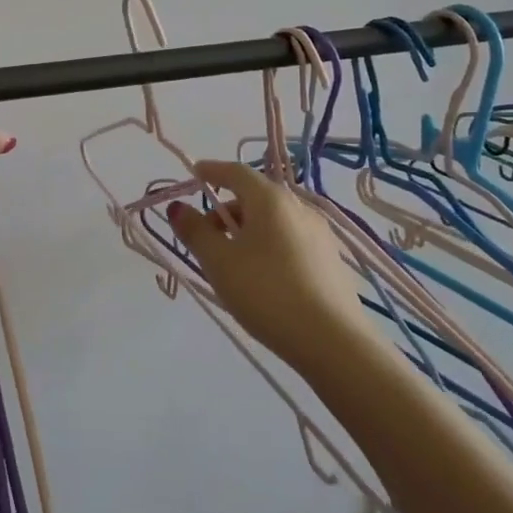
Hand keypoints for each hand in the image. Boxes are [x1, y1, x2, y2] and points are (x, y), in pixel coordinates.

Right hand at [167, 160, 371, 374]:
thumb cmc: (267, 293)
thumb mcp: (219, 263)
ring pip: (274, 220)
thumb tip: (178, 207)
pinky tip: (263, 277)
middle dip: (226, 209)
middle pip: (255, 196)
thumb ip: (195, 231)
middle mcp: (299, 207)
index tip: (194, 174)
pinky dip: (269, 245)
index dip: (212, 171)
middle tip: (205, 237)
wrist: (333, 342)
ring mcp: (320, 233)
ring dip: (247, 229)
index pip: (236, 172)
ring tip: (232, 262)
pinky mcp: (331, 259)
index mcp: (270, 199)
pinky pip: (291, 239)